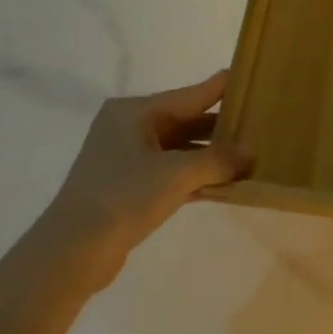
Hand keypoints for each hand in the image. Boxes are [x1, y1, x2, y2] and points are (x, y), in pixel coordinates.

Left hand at [50, 71, 254, 284]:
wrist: (71, 253)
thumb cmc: (123, 197)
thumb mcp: (177, 175)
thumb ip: (218, 160)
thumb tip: (250, 152)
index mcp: (134, 111)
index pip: (190, 94)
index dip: (222, 88)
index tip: (254, 80)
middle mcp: (130, 127)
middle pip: (186, 120)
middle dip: (221, 127)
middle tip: (261, 124)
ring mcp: (127, 158)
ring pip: (180, 149)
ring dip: (211, 156)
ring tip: (251, 156)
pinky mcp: (129, 187)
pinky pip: (172, 172)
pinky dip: (196, 176)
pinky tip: (226, 185)